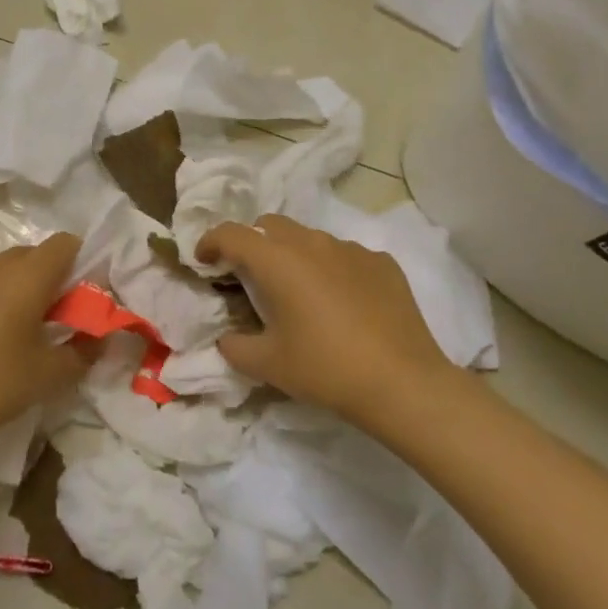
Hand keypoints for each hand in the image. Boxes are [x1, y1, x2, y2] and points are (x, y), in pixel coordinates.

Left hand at [0, 234, 86, 466]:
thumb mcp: (49, 377)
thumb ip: (84, 352)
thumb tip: (99, 338)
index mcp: (27, 277)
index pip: (64, 243)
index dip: (78, 262)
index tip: (77, 296)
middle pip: (29, 254)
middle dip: (44, 278)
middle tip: (46, 319)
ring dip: (8, 288)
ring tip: (4, 331)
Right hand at [197, 215, 451, 426]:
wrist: (402, 383)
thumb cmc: (325, 369)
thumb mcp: (267, 365)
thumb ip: (234, 346)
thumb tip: (227, 338)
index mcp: (277, 261)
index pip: (231, 233)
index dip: (210, 242)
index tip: (204, 261)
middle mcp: (312, 243)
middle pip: (270, 225)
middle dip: (253, 243)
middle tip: (251, 277)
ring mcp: (351, 249)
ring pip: (309, 238)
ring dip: (293, 255)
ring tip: (299, 293)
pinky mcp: (382, 263)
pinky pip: (345, 255)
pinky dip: (331, 269)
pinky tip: (342, 304)